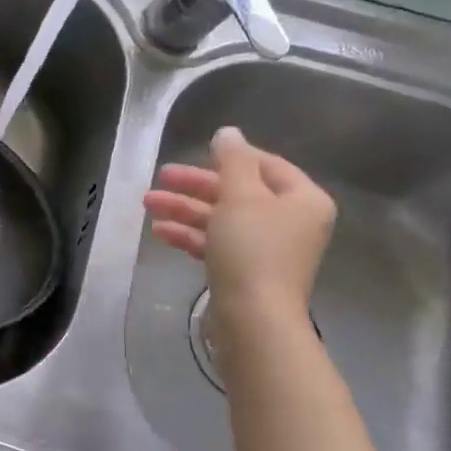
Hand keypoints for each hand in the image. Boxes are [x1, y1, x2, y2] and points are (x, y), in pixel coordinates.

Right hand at [143, 125, 335, 326]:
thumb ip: (233, 160)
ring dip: (185, 209)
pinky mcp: (245, 272)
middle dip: (196, 185)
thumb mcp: (240, 195)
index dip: (231, 157)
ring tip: (148, 203)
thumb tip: (228, 132)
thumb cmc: (252, 248)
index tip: (196, 152)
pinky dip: (190, 235)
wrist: (254, 317)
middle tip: (161, 177)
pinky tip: (160, 231)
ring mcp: (267, 249)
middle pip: (239, 192)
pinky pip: (216, 244)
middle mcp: (290, 222)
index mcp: (302, 199)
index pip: (266, 165)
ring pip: (222, 218)